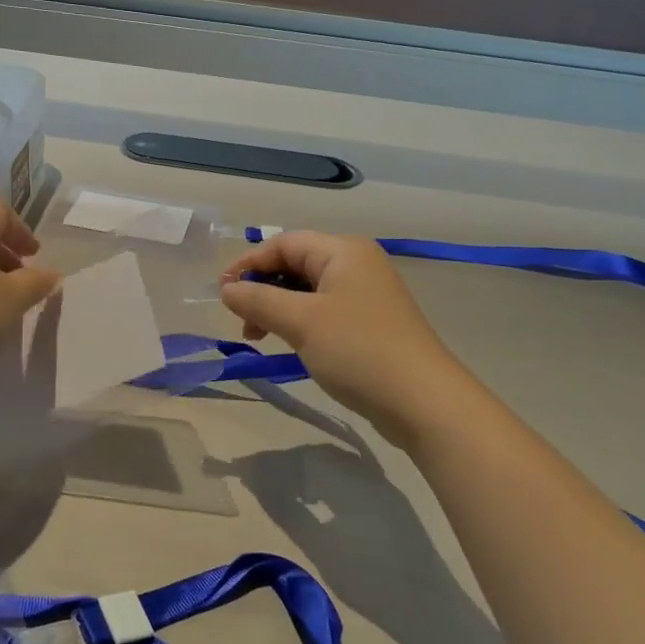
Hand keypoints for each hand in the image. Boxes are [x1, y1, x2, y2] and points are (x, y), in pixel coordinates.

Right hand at [220, 232, 471, 443]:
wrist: (423, 401)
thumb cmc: (358, 350)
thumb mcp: (301, 322)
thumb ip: (259, 300)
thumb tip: (227, 289)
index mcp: (343, 251)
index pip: (284, 243)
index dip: (249, 263)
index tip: (221, 292)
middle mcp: (357, 264)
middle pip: (296, 264)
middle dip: (263, 288)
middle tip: (242, 321)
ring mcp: (367, 295)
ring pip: (309, 291)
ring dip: (278, 308)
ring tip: (260, 337)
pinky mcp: (371, 323)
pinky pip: (325, 312)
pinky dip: (300, 323)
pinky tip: (290, 345)